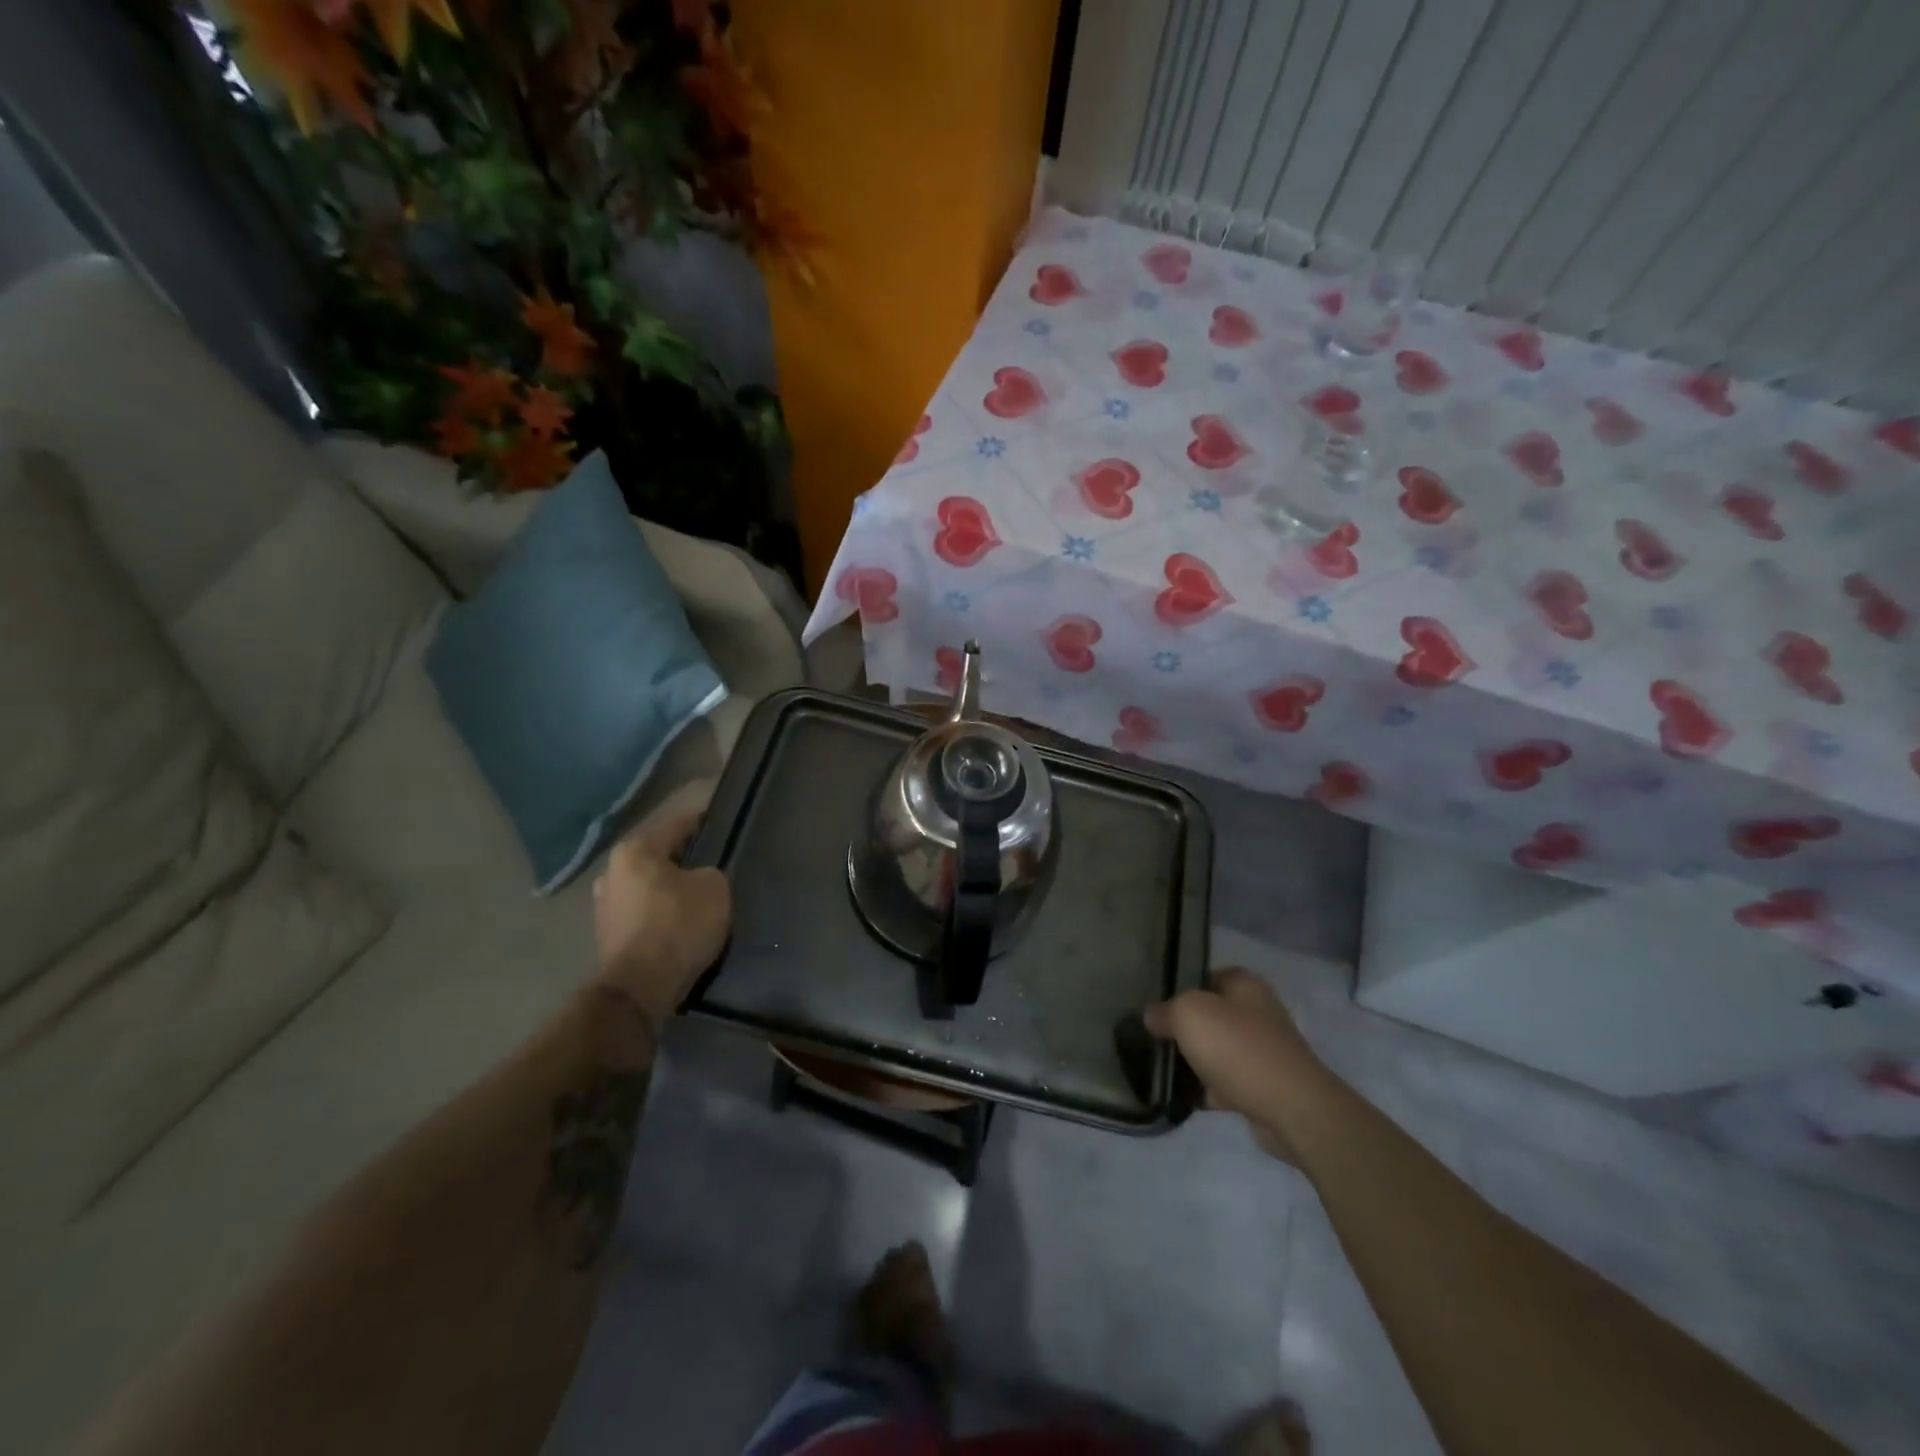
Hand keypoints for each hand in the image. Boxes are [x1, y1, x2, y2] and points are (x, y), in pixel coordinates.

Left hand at [591, 781, 731, 1030]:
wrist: (641, 988)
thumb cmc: (678, 925)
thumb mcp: (714, 887)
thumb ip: (710, 871)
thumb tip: (700, 877)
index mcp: (635, 850)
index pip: (679, 823)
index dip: (706, 820)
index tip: (726, 819)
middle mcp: (612, 871)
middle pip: (661, 855)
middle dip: (688, 858)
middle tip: (717, 863)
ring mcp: (605, 904)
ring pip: (651, 885)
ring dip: (673, 888)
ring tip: (702, 895)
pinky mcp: (609, 934)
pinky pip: (645, 911)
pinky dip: (663, 912)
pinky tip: (683, 921)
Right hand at [1145, 967, 1330, 1159]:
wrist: (1290, 1108)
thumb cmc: (1237, 1047)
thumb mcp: (1188, 1014)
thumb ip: (1165, 1010)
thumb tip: (1153, 1016)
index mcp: (1245, 985)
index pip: (1207, 975)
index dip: (1181, 987)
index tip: (1156, 1004)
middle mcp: (1259, 1012)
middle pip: (1213, 1014)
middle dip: (1186, 1027)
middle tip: (1156, 1036)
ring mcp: (1265, 1050)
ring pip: (1220, 1049)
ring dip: (1197, 1060)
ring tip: (1165, 1068)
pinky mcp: (1267, 1086)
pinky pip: (1229, 1082)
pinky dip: (1210, 1089)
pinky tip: (1187, 1097)